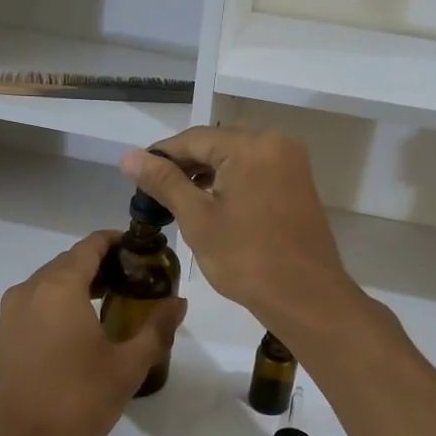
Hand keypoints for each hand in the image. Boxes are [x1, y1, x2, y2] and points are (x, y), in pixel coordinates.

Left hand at [0, 231, 185, 435]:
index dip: (118, 242)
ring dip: (80, 287)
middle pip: (69, 262)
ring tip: (114, 305)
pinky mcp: (1, 339)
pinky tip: (81, 333)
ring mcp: (9, 315)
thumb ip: (156, 329)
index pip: (91, 245)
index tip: (144, 253)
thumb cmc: (74, 403)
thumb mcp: (126, 368)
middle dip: (103, 266)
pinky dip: (60, 306)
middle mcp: (28, 290)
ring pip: (50, 285)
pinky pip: (35, 307)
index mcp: (58, 287)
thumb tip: (179, 302)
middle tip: (137, 282)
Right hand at [121, 128, 360, 342]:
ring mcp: (292, 164)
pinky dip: (230, 183)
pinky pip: (255, 172)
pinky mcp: (298, 184)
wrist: (305, 297)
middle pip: (217, 145)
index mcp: (252, 145)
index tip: (135, 175)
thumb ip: (164, 182)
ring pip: (236, 159)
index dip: (161, 155)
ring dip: (206, 175)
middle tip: (153, 192)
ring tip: (176, 200)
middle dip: (184, 165)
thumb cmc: (247, 258)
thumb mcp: (198, 218)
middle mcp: (276, 143)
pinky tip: (210, 204)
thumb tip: (129, 157)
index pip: (194, 138)